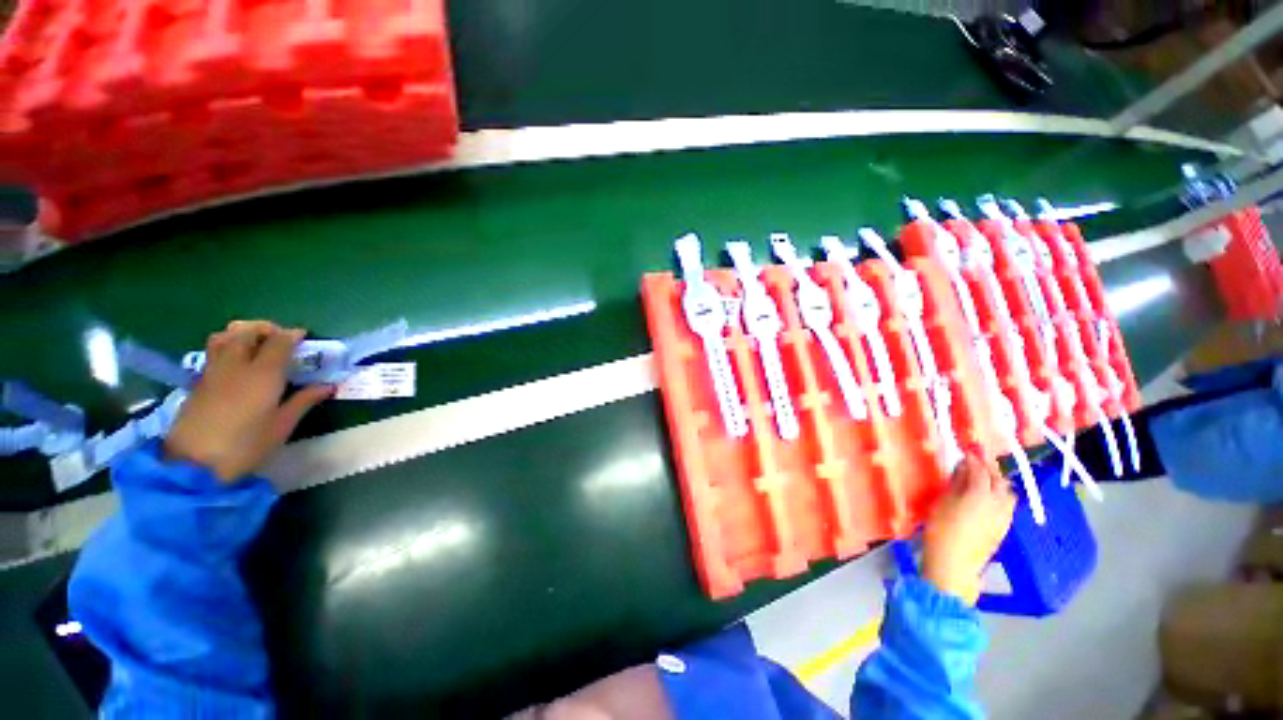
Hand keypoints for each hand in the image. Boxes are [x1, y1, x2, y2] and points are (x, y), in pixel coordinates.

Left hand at [165, 321, 333, 481]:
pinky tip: (237, 363)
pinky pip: (213, 352)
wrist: (194, 465)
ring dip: (241, 333)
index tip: (304, 338)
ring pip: (224, 336)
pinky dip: (227, 346)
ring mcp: (213, 372)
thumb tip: (328, 386)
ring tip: (255, 344)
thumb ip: (304, 400)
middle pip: (246, 331)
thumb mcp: (282, 425)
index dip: (293, 335)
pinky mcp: (199, 382)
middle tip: (280, 339)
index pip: (279, 341)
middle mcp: (236, 365)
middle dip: (265, 328)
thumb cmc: (246, 445)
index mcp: (263, 374)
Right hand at [922, 452, 1016, 604]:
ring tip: (982, 479)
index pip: (981, 470)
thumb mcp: (943, 502)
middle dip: (989, 468)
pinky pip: (1006, 505)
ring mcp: (1004, 517)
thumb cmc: (941, 529)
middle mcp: (999, 503)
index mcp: (982, 494)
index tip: (967, 449)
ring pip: (1007, 493)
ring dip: (997, 482)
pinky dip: (999, 495)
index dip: (974, 458)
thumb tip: (962, 468)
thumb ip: (956, 483)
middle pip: (999, 480)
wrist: (954, 563)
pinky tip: (987, 498)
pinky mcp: (1004, 528)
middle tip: (976, 460)